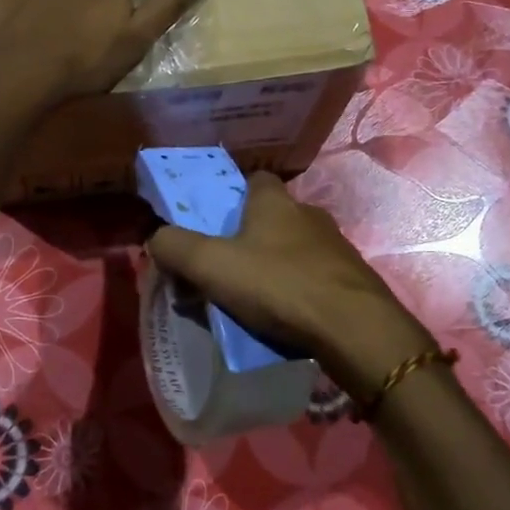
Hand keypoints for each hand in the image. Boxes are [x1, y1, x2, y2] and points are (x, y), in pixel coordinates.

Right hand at [147, 172, 435, 405]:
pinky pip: (314, 278)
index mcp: (275, 202)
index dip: (232, 195)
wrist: (353, 329)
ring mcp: (335, 247)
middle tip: (225, 268)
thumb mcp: (211, 265)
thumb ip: (175, 247)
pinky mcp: (351, 279)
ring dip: (274, 267)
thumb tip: (155, 237)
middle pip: (272, 217)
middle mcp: (308, 214)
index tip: (214, 222)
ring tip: (252, 300)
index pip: (254, 180)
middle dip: (249, 238)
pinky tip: (285, 317)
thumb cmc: (278, 285)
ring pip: (294, 249)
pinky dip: (297, 291)